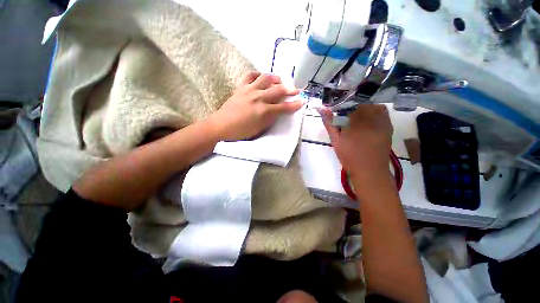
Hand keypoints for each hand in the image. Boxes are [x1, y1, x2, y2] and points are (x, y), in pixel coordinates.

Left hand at [207, 72, 302, 140]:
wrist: (221, 126)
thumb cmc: (241, 132)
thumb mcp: (260, 129)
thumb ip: (271, 119)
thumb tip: (279, 111)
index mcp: (264, 112)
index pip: (284, 107)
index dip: (294, 105)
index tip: (302, 101)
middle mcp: (258, 98)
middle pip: (278, 90)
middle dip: (290, 89)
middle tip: (296, 90)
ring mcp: (249, 90)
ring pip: (266, 78)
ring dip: (276, 78)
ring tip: (280, 81)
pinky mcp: (241, 87)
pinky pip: (250, 75)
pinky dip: (258, 74)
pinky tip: (262, 77)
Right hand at [319, 105, 392, 180]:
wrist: (370, 170)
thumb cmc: (349, 157)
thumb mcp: (336, 140)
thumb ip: (329, 123)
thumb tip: (321, 109)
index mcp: (355, 121)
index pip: (348, 104)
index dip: (341, 106)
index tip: (336, 111)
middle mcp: (370, 118)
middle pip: (360, 103)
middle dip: (351, 107)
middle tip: (345, 115)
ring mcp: (382, 121)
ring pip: (371, 105)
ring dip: (363, 107)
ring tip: (356, 116)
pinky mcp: (388, 126)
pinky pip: (382, 111)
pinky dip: (374, 111)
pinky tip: (367, 118)